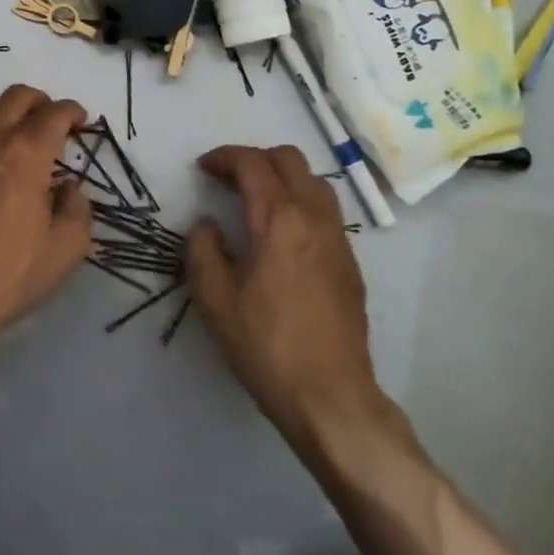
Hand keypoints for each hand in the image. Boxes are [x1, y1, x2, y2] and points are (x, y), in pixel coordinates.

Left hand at [0, 85, 91, 363]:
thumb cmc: (10, 273)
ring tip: (9, 131)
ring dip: (0, 110)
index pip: (55, 113)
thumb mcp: (67, 249)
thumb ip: (77, 209)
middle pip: (16, 97)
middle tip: (50, 121)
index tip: (80, 122)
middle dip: (40, 102)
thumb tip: (67, 188)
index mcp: (27, 153)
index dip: (72, 112)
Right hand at [186, 145, 415, 463]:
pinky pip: (326, 211)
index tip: (203, 168)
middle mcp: (314, 217)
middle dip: (255, 159)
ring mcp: (339, 238)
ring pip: (314, 181)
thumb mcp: (215, 300)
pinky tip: (282, 237)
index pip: (253, 163)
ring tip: (256, 202)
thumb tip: (208, 226)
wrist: (331, 397)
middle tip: (228, 181)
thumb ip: (203, 250)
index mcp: (279, 220)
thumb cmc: (266, 346)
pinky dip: (300, 202)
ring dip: (282, 178)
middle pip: (289, 159)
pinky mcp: (350, 262)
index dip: (224, 157)